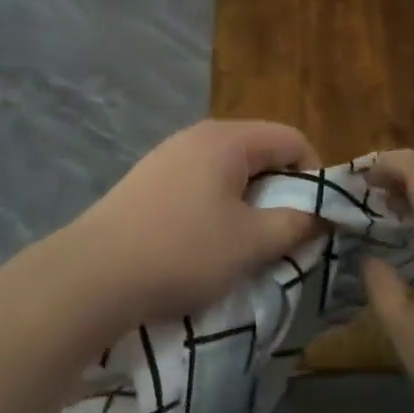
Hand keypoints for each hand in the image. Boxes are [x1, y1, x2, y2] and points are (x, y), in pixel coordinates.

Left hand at [64, 120, 321, 336]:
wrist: (92, 276)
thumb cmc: (183, 252)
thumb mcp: (252, 243)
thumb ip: (296, 223)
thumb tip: (321, 213)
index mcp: (227, 140)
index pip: (292, 138)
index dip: (315, 175)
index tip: (315, 217)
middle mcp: (196, 136)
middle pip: (259, 151)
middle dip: (281, 190)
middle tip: (284, 234)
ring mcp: (167, 157)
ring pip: (229, 171)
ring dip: (249, 202)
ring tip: (246, 243)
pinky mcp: (146, 182)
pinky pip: (200, 184)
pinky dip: (217, 207)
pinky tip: (205, 243)